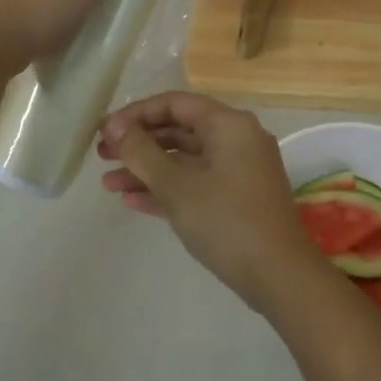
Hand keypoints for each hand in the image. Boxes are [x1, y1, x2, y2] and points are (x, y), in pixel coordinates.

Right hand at [97, 91, 325, 311]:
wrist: (278, 276)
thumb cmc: (226, 222)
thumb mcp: (177, 186)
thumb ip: (142, 152)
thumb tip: (115, 127)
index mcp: (229, 125)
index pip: (175, 104)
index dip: (135, 114)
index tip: (104, 133)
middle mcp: (237, 140)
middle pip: (179, 131)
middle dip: (138, 143)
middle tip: (102, 156)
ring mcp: (239, 171)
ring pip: (184, 161)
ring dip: (147, 170)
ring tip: (109, 185)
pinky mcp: (237, 199)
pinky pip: (196, 184)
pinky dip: (166, 189)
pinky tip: (132, 201)